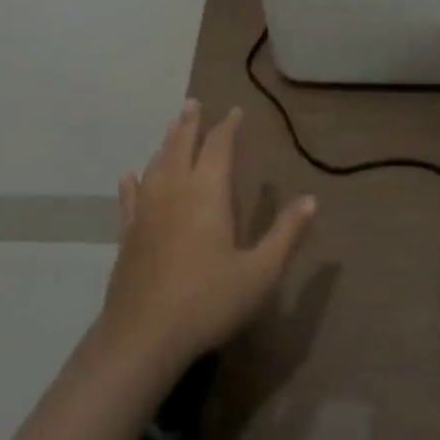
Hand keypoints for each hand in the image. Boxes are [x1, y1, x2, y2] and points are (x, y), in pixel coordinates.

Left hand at [99, 100, 316, 373]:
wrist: (143, 337)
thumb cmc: (208, 301)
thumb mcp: (260, 272)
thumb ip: (286, 234)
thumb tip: (311, 200)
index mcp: (208, 192)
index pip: (219, 147)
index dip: (228, 127)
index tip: (235, 111)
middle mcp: (174, 190)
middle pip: (181, 145)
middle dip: (190, 123)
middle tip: (194, 103)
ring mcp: (146, 210)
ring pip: (156, 164)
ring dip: (166, 143)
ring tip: (172, 128)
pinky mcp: (127, 233)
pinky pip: (130, 197)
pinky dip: (133, 182)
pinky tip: (130, 175)